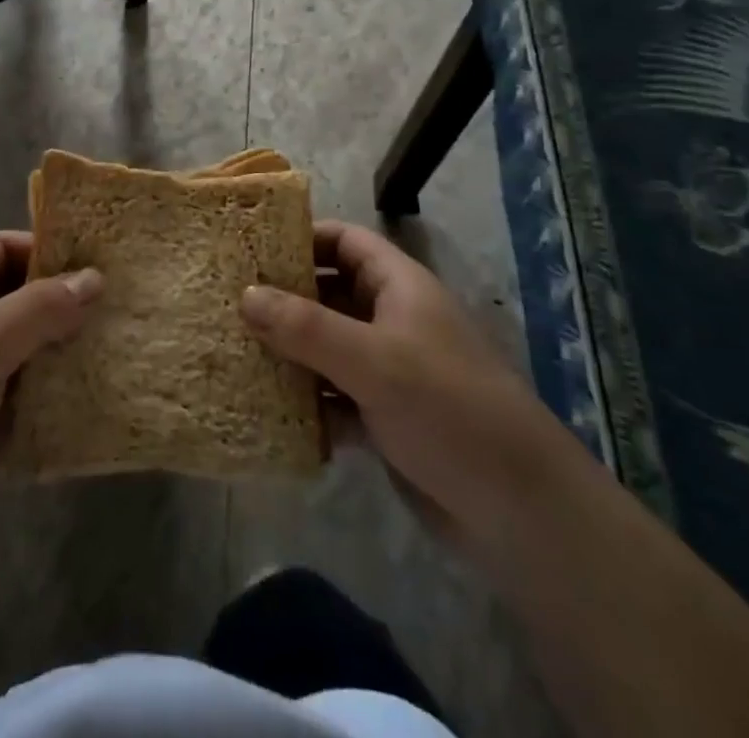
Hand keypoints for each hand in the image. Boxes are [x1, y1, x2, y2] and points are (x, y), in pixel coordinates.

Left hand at [0, 232, 101, 589]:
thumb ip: (38, 309)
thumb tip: (95, 277)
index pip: (4, 249)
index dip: (47, 247)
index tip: (102, 257)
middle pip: (27, 300)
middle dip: (73, 302)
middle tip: (133, 301)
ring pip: (39, 353)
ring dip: (77, 352)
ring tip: (136, 344)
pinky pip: (40, 402)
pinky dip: (69, 399)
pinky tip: (113, 396)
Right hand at [240, 220, 557, 547]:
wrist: (520, 511)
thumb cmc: (448, 409)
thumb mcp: (373, 360)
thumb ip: (306, 327)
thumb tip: (245, 294)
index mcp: (398, 287)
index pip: (345, 241)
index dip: (302, 238)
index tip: (251, 248)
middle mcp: (391, 320)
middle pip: (329, 294)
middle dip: (284, 299)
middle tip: (228, 303)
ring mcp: (389, 371)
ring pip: (327, 348)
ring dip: (289, 354)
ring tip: (234, 353)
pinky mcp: (385, 418)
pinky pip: (333, 398)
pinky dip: (306, 403)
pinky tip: (266, 411)